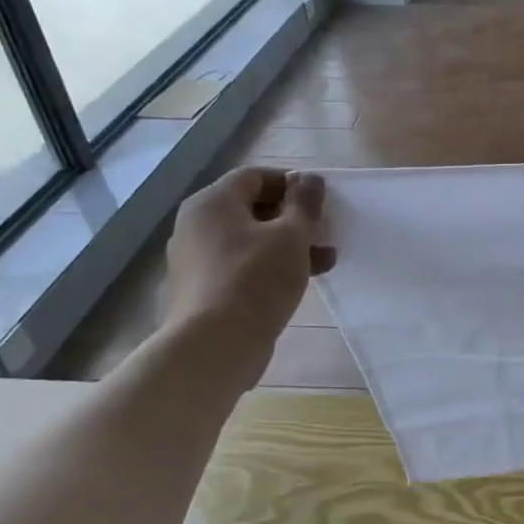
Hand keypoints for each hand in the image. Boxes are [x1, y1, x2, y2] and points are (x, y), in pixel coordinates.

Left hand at [163, 166, 335, 372]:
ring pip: (251, 239)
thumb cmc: (255, 279)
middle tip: (325, 229)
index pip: (255, 176)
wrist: (215, 346)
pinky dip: (271, 265)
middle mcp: (197, 225)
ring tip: (326, 259)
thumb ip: (304, 203)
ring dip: (289, 244)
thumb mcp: (291, 236)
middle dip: (294, 217)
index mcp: (212, 203)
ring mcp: (197, 259)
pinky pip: (243, 264)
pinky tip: (302, 280)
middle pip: (252, 208)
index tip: (321, 199)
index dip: (292, 182)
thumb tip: (309, 179)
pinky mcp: (205, 289)